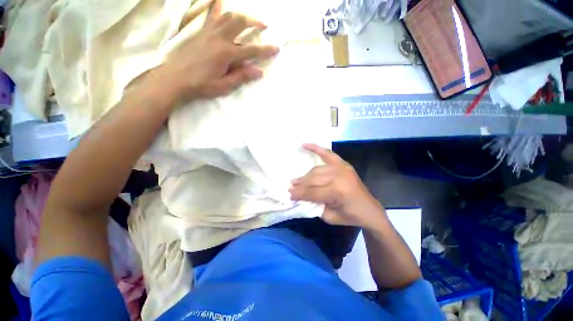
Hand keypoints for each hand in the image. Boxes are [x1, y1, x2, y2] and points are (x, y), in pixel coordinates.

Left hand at [157, 0, 278, 99]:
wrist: (175, 79)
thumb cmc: (201, 85)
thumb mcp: (224, 86)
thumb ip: (241, 76)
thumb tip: (258, 71)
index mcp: (226, 54)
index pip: (251, 50)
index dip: (265, 50)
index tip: (276, 48)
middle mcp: (219, 38)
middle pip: (240, 22)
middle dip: (254, 22)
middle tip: (264, 26)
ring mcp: (208, 33)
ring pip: (227, 16)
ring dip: (240, 15)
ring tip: (248, 19)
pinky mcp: (200, 33)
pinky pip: (211, 16)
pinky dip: (217, 8)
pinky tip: (220, 1)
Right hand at [289, 144, 384, 227]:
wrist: (369, 209)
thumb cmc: (350, 216)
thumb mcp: (329, 216)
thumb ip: (314, 205)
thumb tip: (300, 196)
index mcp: (337, 191)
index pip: (312, 192)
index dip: (299, 194)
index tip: (289, 195)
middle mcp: (339, 176)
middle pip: (313, 179)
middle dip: (300, 184)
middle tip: (290, 187)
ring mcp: (342, 168)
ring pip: (317, 170)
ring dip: (305, 175)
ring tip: (296, 179)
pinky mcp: (344, 164)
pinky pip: (328, 153)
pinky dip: (316, 148)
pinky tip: (304, 144)